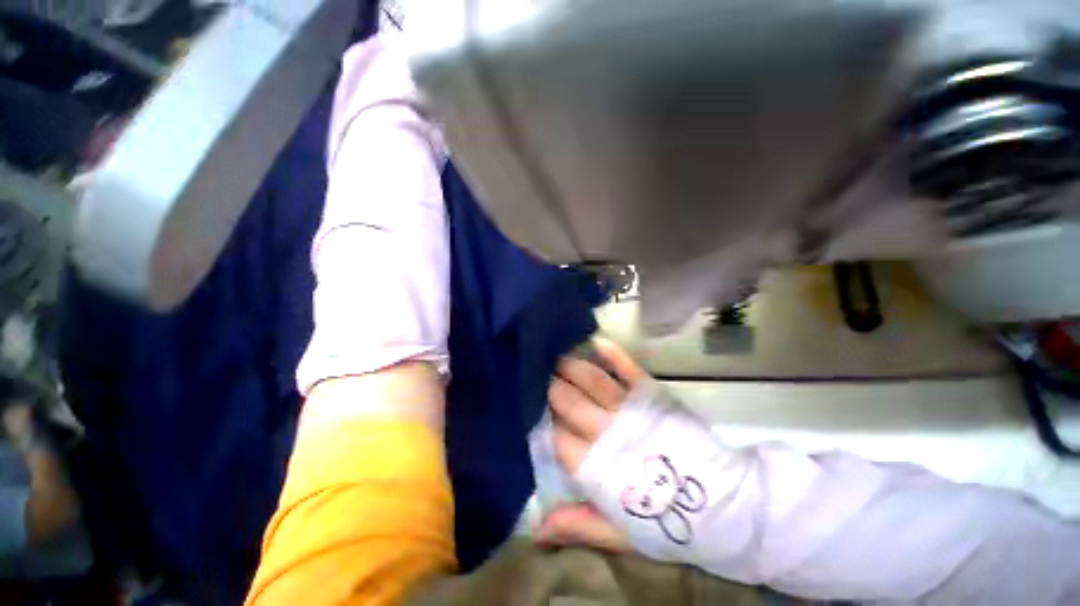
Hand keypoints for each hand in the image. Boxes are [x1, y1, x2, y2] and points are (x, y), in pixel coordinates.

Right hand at [533, 338, 646, 552]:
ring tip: (556, 359)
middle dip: (549, 387)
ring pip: (591, 380)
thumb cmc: (665, 523)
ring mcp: (630, 409)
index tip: (530, 409)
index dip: (541, 420)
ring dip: (570, 366)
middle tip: (538, 377)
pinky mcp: (651, 395)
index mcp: (595, 466)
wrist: (721, 505)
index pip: (555, 435)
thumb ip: (578, 527)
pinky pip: (627, 368)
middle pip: (567, 401)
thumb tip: (535, 531)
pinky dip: (611, 354)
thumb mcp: (620, 535)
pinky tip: (596, 343)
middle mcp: (607, 431)